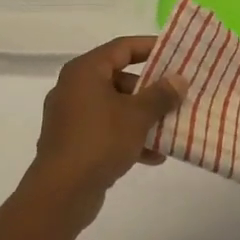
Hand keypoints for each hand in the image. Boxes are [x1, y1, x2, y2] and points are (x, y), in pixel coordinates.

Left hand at [25, 36, 186, 224]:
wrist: (61, 193)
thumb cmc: (100, 141)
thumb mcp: (137, 115)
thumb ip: (160, 94)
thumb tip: (179, 79)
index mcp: (85, 71)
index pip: (122, 47)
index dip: (150, 47)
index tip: (175, 51)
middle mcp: (74, 88)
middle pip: (119, 78)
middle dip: (150, 89)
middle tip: (176, 94)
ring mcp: (71, 116)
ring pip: (115, 107)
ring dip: (142, 117)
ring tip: (170, 127)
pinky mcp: (73, 142)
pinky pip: (106, 130)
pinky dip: (128, 137)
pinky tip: (153, 156)